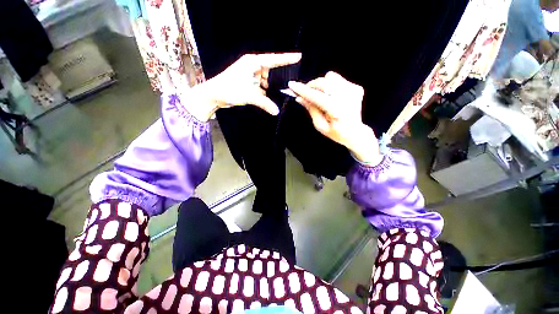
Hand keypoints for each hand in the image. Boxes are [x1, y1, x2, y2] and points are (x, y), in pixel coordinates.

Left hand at [185, 53, 301, 121]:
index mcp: (252, 63)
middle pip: (271, 72)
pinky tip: (269, 99)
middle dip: (278, 80)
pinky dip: (265, 93)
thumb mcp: (249, 95)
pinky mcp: (249, 84)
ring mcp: (251, 76)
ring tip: (280, 95)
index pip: (273, 59)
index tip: (299, 57)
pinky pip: (261, 87)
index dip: (286, 59)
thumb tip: (277, 111)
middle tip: (288, 87)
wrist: (214, 95)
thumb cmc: (229, 89)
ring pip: (267, 81)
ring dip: (271, 88)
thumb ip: (265, 103)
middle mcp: (253, 67)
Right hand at [288, 72, 381, 164]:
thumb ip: (311, 110)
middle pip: (324, 82)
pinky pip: (337, 79)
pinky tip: (330, 96)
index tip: (291, 85)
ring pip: (330, 77)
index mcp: (337, 110)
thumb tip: (300, 98)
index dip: (303, 90)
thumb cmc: (336, 133)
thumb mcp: (320, 126)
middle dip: (311, 86)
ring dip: (321, 85)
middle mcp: (347, 97)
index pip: (317, 96)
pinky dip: (330, 85)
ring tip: (319, 96)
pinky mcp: (356, 87)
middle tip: (304, 93)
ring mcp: (353, 90)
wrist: (355, 133)